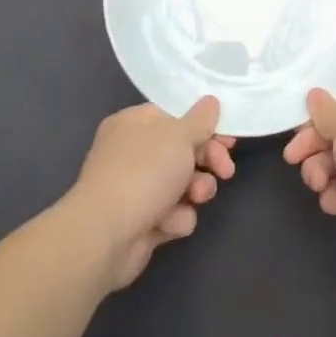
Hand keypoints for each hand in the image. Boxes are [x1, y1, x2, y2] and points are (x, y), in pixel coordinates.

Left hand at [65, 99, 235, 289]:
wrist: (106, 234)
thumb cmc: (144, 172)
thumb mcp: (179, 135)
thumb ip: (200, 119)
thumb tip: (210, 102)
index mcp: (134, 124)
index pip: (176, 116)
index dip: (205, 126)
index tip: (229, 139)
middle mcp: (132, 153)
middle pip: (183, 150)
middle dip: (208, 161)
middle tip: (225, 171)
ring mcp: (136, 188)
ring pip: (183, 184)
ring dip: (197, 190)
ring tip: (196, 197)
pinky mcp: (142, 221)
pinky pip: (173, 213)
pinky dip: (176, 217)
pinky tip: (169, 222)